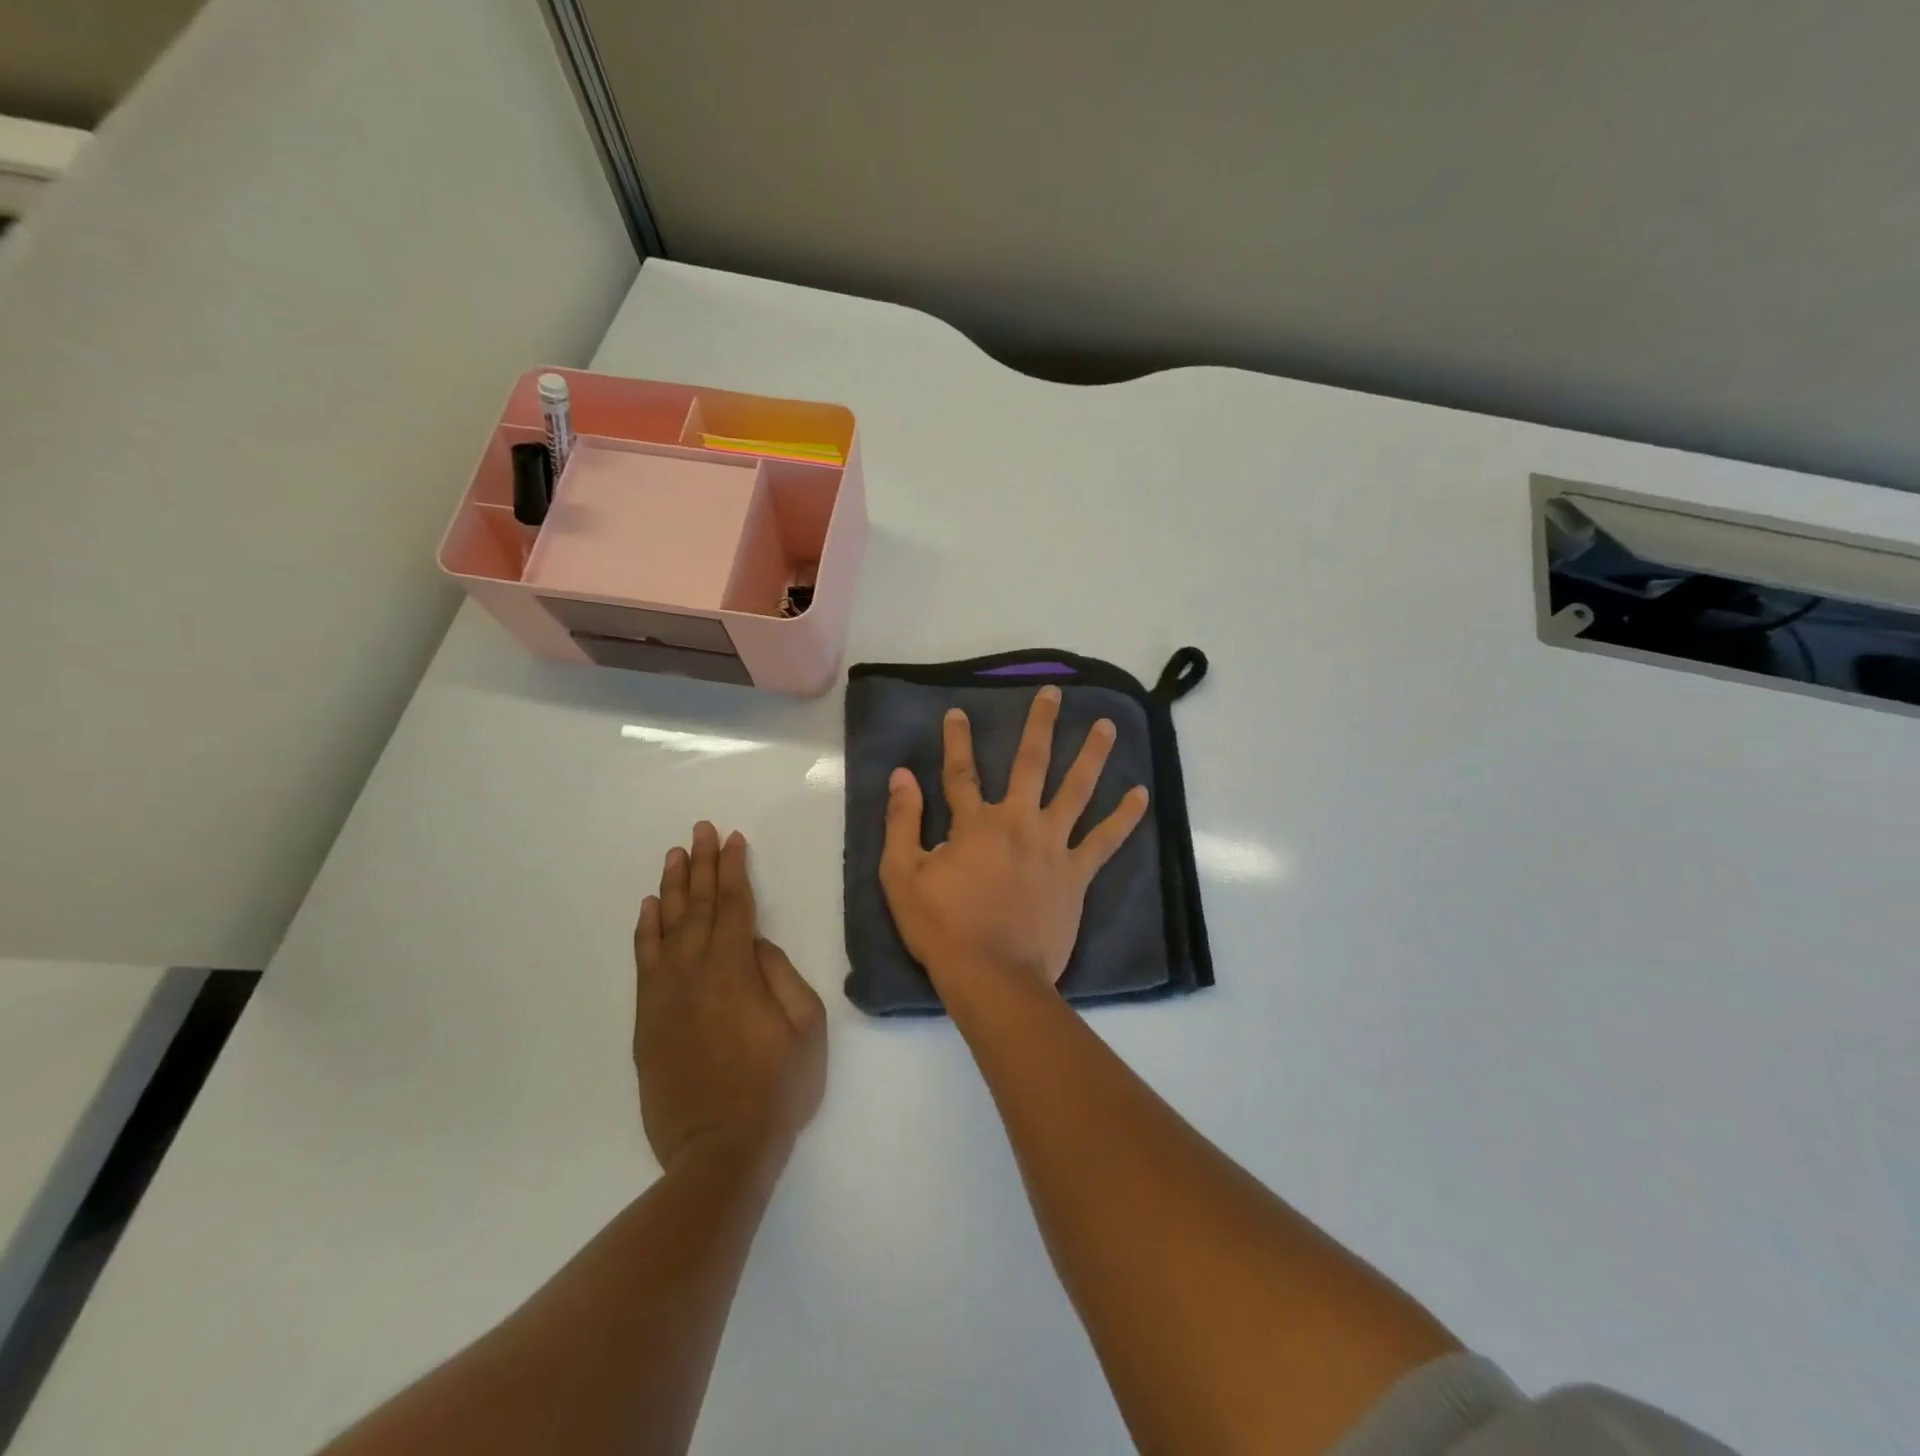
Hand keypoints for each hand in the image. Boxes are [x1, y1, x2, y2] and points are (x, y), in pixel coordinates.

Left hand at [633, 823, 826, 1173]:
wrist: (719, 1151)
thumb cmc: (776, 1089)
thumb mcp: (806, 1028)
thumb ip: (782, 975)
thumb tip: (755, 944)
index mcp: (736, 970)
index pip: (734, 905)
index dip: (733, 869)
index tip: (732, 839)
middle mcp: (695, 972)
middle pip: (699, 906)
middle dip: (702, 864)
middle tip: (700, 830)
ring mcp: (665, 995)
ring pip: (667, 927)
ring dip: (672, 887)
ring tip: (674, 855)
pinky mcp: (648, 1019)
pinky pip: (644, 961)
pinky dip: (646, 930)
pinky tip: (650, 907)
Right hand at [880, 685, 1149, 996]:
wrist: (992, 974)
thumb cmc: (943, 927)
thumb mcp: (902, 874)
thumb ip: (902, 821)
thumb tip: (902, 775)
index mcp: (975, 822)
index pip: (962, 771)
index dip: (957, 740)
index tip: (957, 712)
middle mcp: (1018, 822)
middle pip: (1031, 763)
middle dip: (1040, 724)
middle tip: (1053, 693)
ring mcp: (1053, 846)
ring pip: (1076, 790)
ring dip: (1092, 754)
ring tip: (1108, 725)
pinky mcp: (1077, 874)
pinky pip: (1105, 840)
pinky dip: (1124, 817)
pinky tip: (1141, 793)